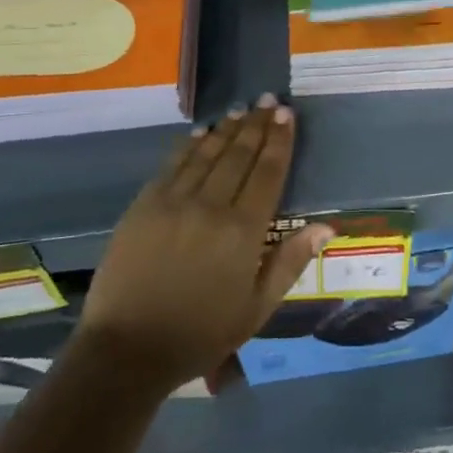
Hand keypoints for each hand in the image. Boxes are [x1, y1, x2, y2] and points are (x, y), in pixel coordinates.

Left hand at [81, 96, 332, 391]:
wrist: (126, 351)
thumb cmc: (200, 334)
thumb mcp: (257, 309)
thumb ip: (290, 263)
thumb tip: (326, 226)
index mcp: (243, 231)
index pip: (268, 173)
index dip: (279, 141)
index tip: (286, 114)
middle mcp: (211, 206)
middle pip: (239, 155)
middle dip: (256, 124)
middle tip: (267, 100)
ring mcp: (173, 203)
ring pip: (207, 154)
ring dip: (226, 129)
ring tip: (241, 109)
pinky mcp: (144, 206)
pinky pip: (173, 165)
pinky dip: (190, 145)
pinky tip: (201, 132)